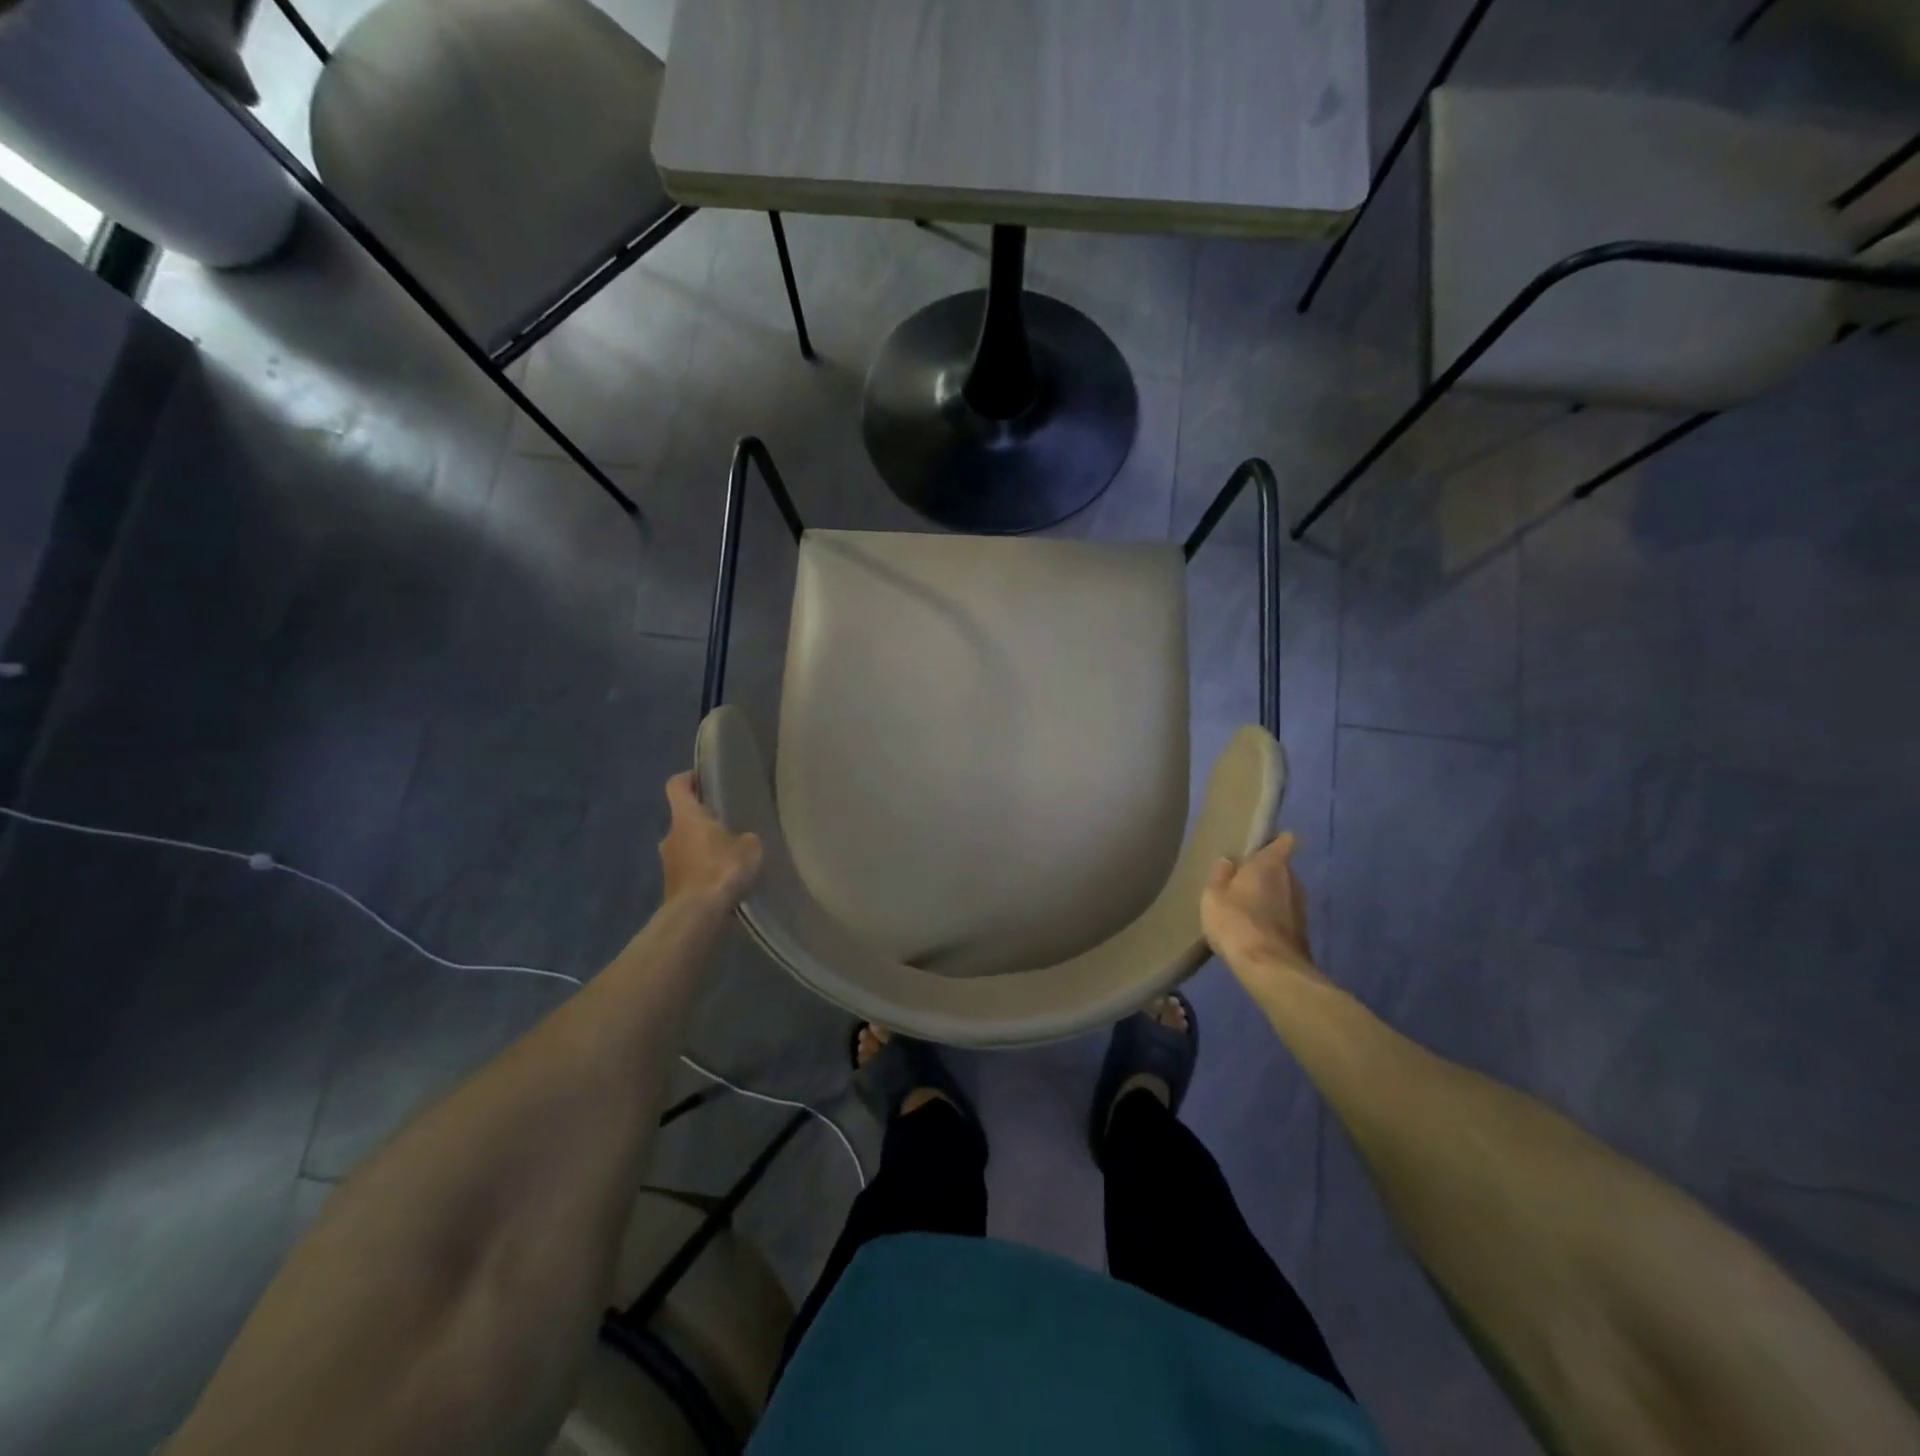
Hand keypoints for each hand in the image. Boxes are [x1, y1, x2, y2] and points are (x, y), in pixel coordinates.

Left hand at [659, 772, 762, 907]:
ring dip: (702, 847)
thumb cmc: (721, 868)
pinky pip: (688, 869)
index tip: (704, 779)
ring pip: (685, 845)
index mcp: (685, 817)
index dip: (689, 778)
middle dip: (702, 820)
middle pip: (682, 818)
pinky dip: (701, 869)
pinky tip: (722, 879)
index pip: (676, 785)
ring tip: (728, 855)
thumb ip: (745, 837)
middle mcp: (669, 835)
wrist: (697, 914)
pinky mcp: (671, 886)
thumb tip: (743, 839)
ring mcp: (667, 862)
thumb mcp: (749, 847)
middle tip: (728, 823)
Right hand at [1200, 832, 1329, 999]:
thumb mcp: (1213, 896)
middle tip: (1240, 880)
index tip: (1258, 845)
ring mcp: (1301, 907)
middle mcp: (1292, 880)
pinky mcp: (1302, 932)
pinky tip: (1254, 929)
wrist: (1270, 970)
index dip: (1274, 840)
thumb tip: (1229, 860)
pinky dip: (1273, 918)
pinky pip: (1284, 915)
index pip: (1284, 840)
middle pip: (1281, 867)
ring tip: (1245, 907)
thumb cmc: (1237, 923)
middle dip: (1265, 871)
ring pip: (1284, 892)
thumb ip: (1221, 875)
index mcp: (1271, 864)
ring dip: (1269, 896)